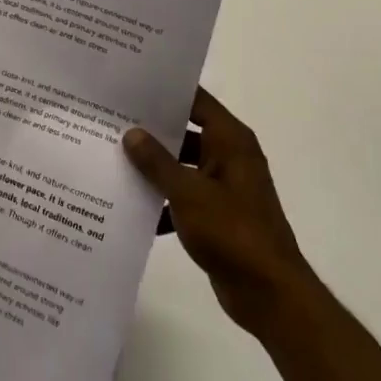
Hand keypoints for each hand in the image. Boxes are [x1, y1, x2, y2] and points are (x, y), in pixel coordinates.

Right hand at [124, 88, 315, 336]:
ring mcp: (224, 188)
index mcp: (230, 141)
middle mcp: (230, 157)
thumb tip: (132, 133)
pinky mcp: (217, 216)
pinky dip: (163, 203)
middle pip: (186, 133)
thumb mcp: (188, 192)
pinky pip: (184, 198)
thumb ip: (157, 162)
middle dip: (152, 132)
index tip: (132, 86)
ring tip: (112, 161)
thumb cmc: (232, 231)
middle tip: (112, 123)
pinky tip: (130, 209)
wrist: (268, 293)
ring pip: (182, 167)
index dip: (167, 92)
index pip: (196, 101)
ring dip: (154, 170)